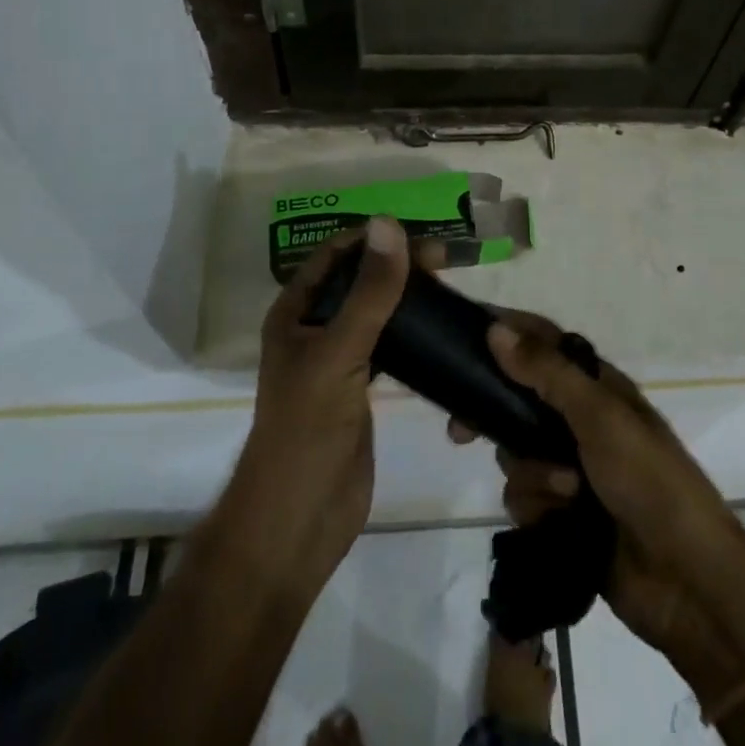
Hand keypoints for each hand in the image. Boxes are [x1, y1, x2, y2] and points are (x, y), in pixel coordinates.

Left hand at [223, 218, 409, 591]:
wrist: (299, 521)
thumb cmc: (307, 430)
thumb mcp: (339, 353)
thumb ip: (369, 292)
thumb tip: (388, 224)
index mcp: (295, 313)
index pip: (336, 256)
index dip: (373, 239)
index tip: (420, 235)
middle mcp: (314, 329)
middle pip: (359, 281)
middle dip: (397, 266)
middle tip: (446, 262)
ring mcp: (338, 360)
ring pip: (377, 313)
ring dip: (408, 298)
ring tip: (449, 288)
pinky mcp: (361, 389)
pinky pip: (391, 348)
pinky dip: (414, 334)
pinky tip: (442, 330)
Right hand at [455, 315, 744, 697]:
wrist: (686, 579)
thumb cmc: (649, 481)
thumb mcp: (600, 417)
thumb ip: (547, 373)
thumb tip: (496, 330)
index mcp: (596, 387)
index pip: (542, 343)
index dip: (506, 335)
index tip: (463, 338)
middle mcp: (579, 421)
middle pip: (516, 402)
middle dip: (494, 419)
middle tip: (460, 432)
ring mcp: (570, 468)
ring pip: (514, 455)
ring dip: (532, 475)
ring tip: (566, 493)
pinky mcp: (562, 513)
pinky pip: (523, 498)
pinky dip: (537, 508)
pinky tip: (560, 521)